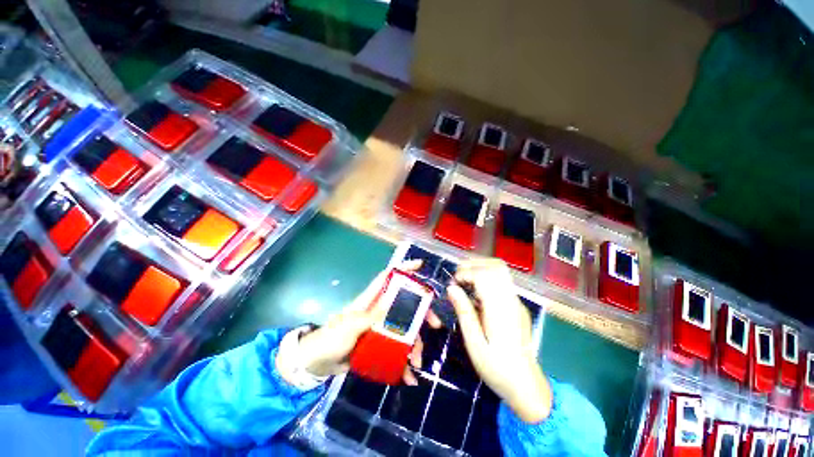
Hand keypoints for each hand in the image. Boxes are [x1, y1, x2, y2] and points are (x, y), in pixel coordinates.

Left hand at [285, 260, 440, 384]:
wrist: (316, 364)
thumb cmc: (330, 338)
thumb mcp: (350, 326)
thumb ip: (370, 316)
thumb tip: (393, 302)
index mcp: (370, 300)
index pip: (388, 277)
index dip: (403, 269)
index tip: (420, 266)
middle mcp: (378, 311)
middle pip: (405, 305)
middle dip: (421, 313)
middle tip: (435, 325)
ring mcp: (380, 329)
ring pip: (404, 330)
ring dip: (414, 345)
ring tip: (416, 363)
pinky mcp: (379, 345)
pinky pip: (397, 351)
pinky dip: (403, 363)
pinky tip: (409, 377)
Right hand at [447, 259, 551, 423]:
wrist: (527, 386)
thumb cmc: (497, 368)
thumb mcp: (474, 344)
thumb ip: (464, 312)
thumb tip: (451, 288)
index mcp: (500, 310)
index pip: (485, 275)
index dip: (466, 272)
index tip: (453, 283)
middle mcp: (511, 300)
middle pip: (496, 266)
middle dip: (473, 264)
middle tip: (458, 277)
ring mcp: (516, 301)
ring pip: (501, 270)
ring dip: (480, 268)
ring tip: (465, 279)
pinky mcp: (517, 304)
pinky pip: (502, 280)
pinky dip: (486, 276)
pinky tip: (476, 291)